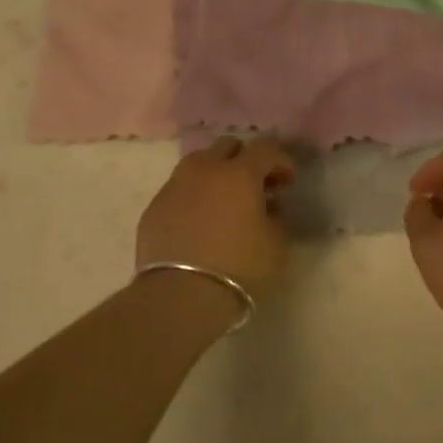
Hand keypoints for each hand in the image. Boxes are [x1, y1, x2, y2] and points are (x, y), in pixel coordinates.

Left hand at [137, 136, 296, 299]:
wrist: (181, 296)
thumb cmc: (239, 268)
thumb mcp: (277, 245)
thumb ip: (277, 218)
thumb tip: (268, 206)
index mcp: (239, 173)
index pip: (266, 149)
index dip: (281, 161)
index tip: (288, 182)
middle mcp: (204, 169)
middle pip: (227, 147)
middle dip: (246, 160)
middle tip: (256, 187)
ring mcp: (174, 186)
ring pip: (198, 164)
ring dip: (216, 174)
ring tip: (225, 202)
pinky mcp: (154, 207)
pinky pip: (179, 190)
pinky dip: (193, 197)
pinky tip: (199, 222)